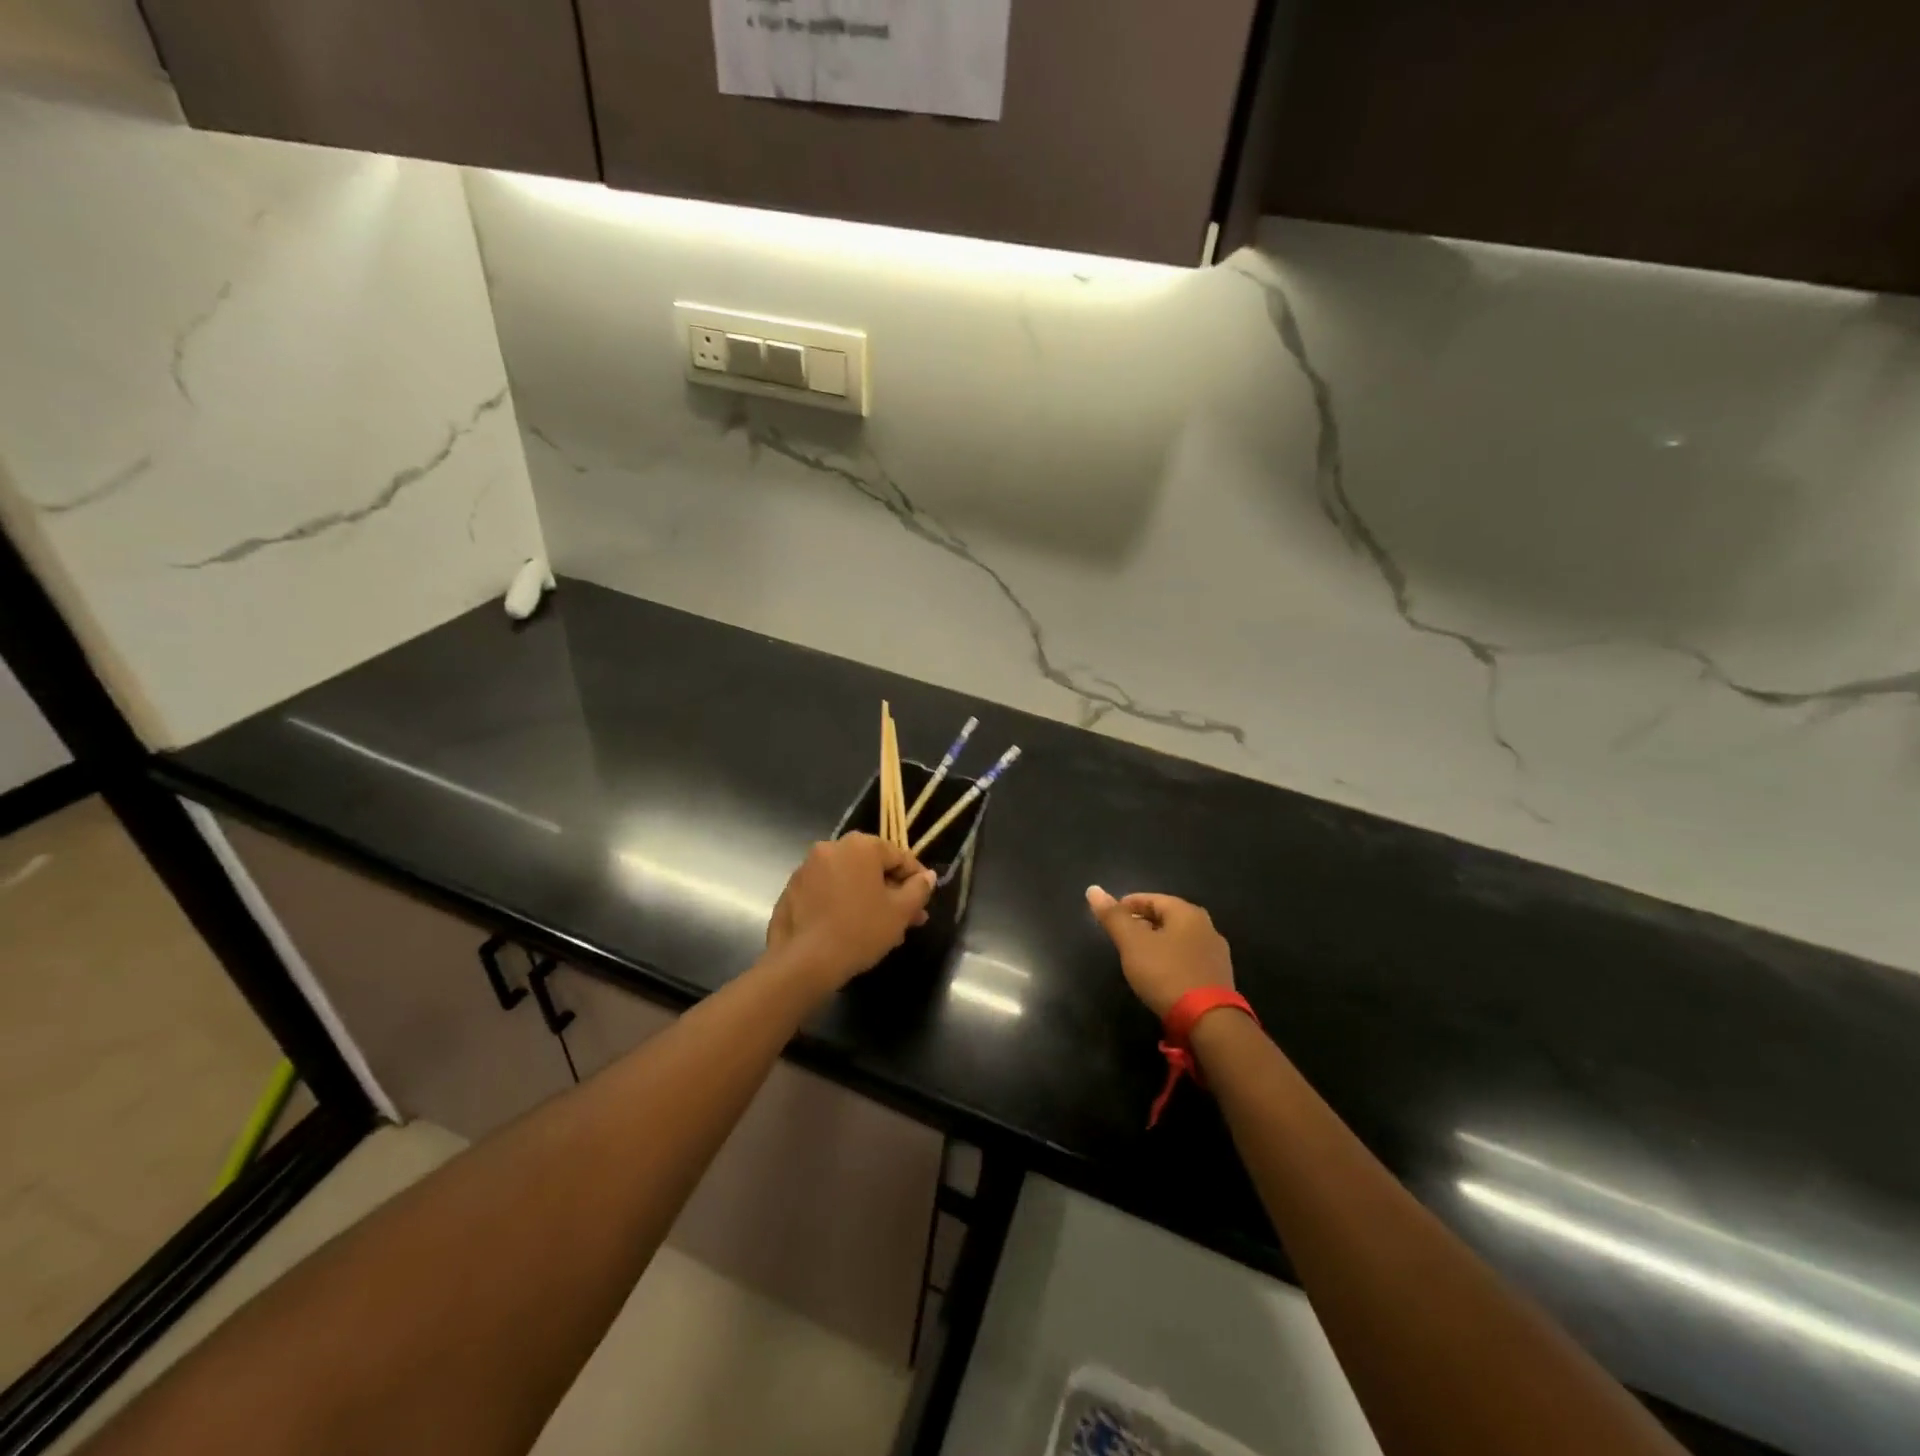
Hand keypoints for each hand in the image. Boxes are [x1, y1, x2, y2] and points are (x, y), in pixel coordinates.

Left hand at [767, 834, 936, 991]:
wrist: (804, 962)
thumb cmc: (860, 930)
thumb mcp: (900, 911)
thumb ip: (919, 889)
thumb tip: (927, 877)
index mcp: (859, 846)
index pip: (898, 856)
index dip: (916, 879)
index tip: (924, 902)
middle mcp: (831, 848)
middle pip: (871, 868)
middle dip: (891, 893)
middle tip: (907, 920)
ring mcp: (807, 869)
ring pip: (849, 881)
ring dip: (868, 900)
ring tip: (882, 931)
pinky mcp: (791, 891)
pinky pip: (827, 893)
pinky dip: (842, 905)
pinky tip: (852, 932)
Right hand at [1086, 887, 1234, 1019]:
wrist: (1209, 1022)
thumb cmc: (1166, 974)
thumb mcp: (1132, 943)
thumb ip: (1113, 917)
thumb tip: (1093, 889)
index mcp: (1187, 913)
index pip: (1152, 898)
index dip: (1128, 904)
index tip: (1110, 917)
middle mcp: (1207, 927)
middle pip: (1167, 918)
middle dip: (1142, 923)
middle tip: (1121, 936)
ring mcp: (1216, 954)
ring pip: (1178, 939)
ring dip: (1157, 942)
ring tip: (1137, 956)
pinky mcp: (1219, 978)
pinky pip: (1188, 959)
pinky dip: (1170, 960)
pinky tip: (1160, 974)